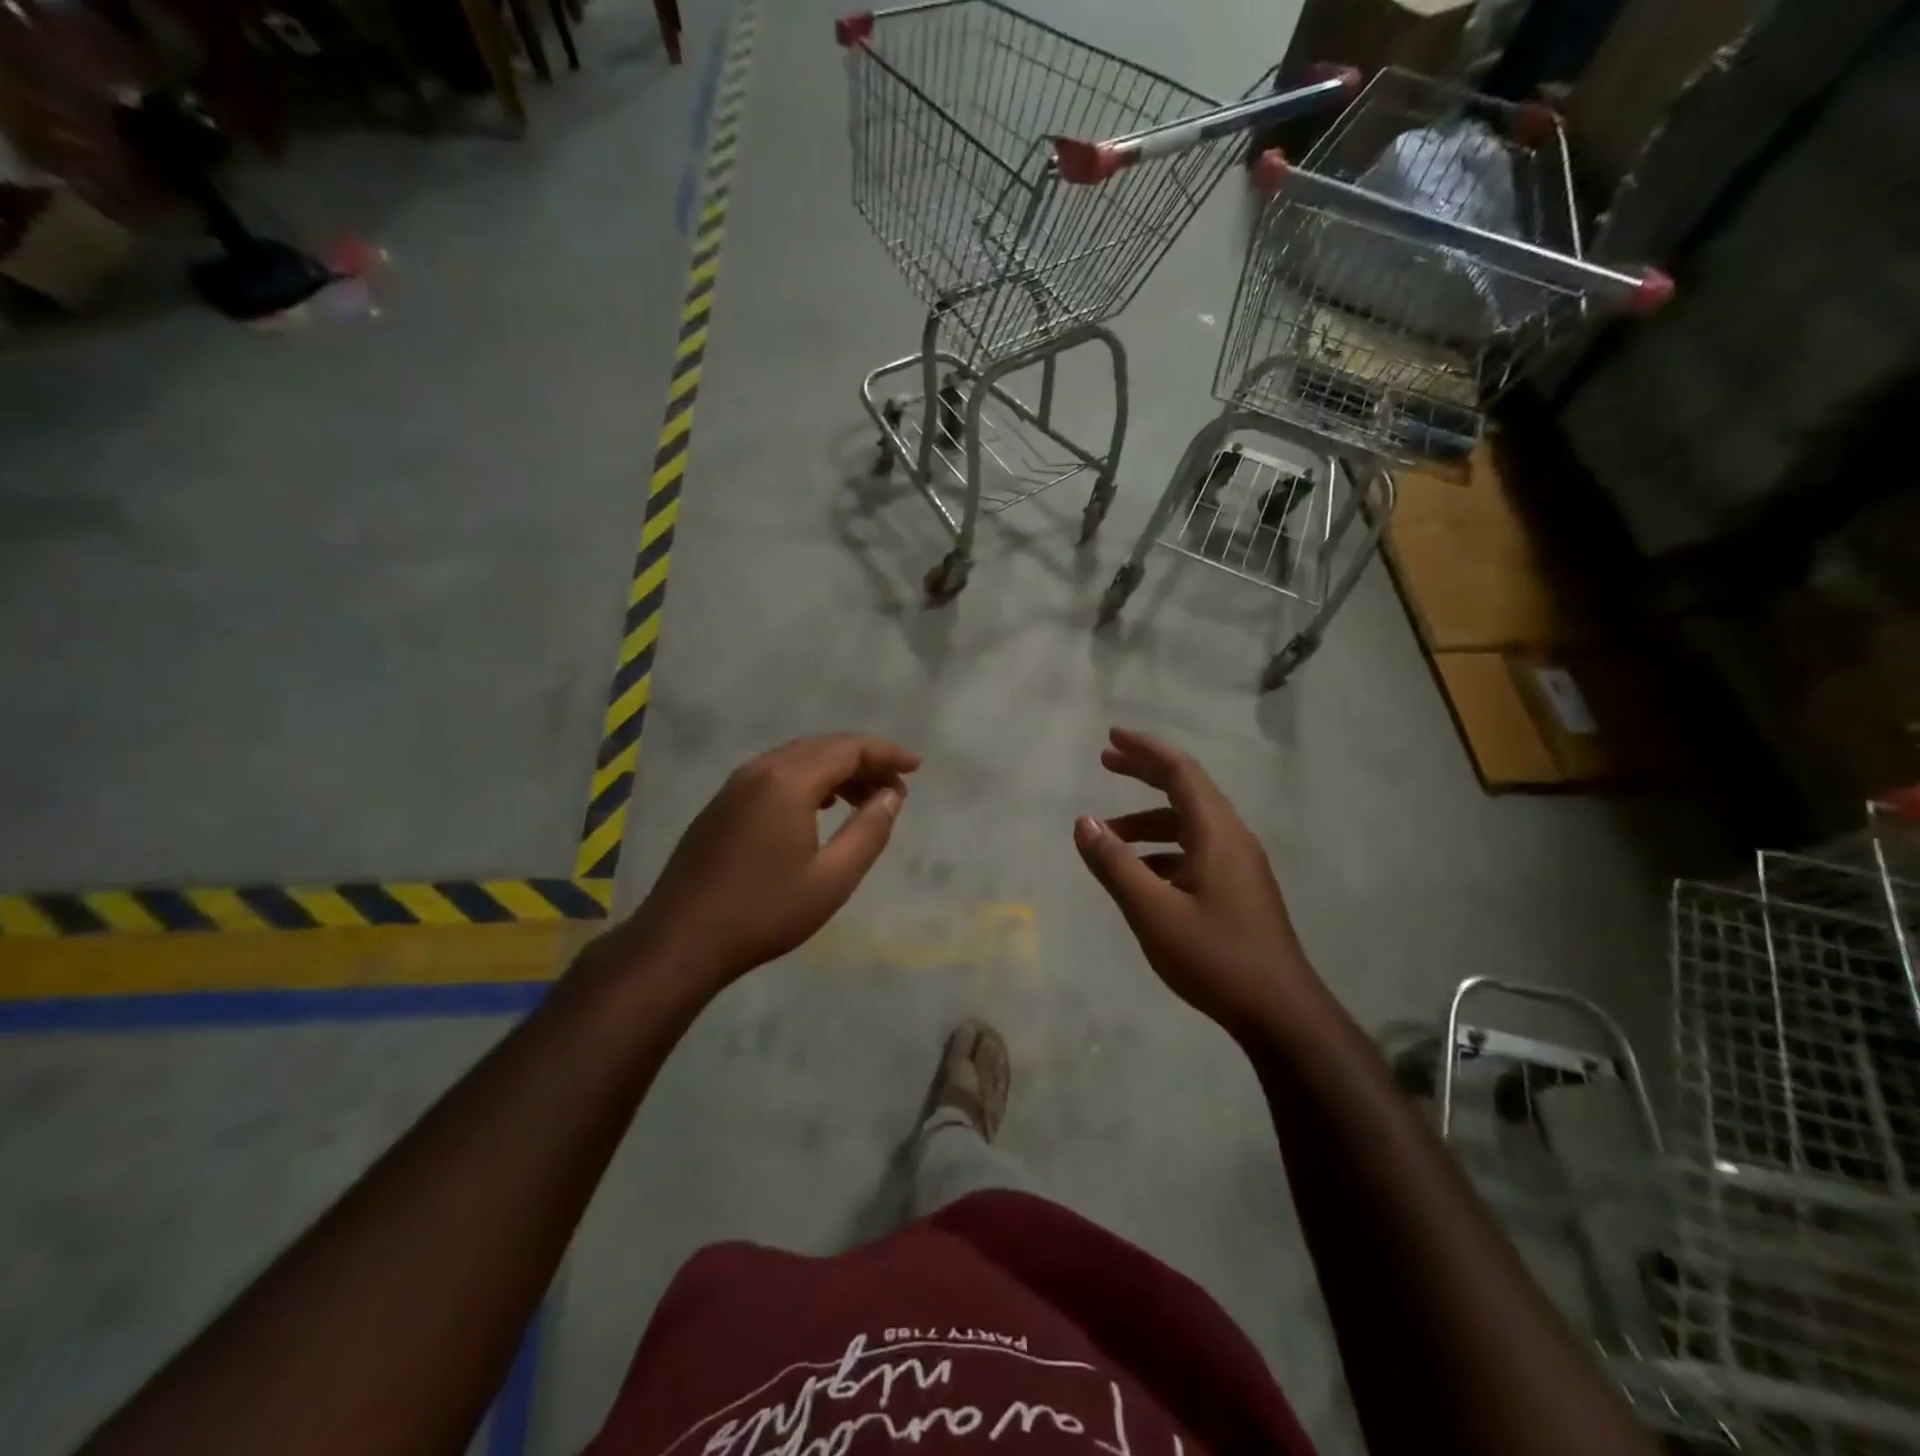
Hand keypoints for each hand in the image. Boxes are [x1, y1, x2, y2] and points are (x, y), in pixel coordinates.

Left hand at [625, 734, 920, 988]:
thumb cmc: (764, 912)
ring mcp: (734, 786)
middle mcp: (759, 771)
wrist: (680, 941)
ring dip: (836, 771)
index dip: (886, 754)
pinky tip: (820, 806)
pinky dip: (808, 781)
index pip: (847, 749)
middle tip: (895, 788)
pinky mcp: (721, 805)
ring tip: (865, 799)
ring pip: (797, 760)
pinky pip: (775, 775)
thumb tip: (892, 796)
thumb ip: (869, 832)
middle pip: (822, 748)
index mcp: (787, 781)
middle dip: (864, 761)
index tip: (916, 767)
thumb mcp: (832, 879)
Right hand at [1075, 727, 1311, 1037]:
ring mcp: (1239, 866)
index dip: (1145, 750)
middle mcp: (1231, 839)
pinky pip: (1195, 852)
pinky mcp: (1238, 890)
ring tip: (1108, 836)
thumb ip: (1115, 865)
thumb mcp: (1152, 912)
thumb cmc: (1215, 957)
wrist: (1280, 1013)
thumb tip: (1083, 822)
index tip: (1111, 737)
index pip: (1180, 772)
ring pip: (1188, 825)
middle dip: (1145, 773)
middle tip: (1106, 762)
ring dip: (1148, 821)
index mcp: (1216, 833)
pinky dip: (1162, 850)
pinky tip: (1140, 875)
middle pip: (1186, 790)